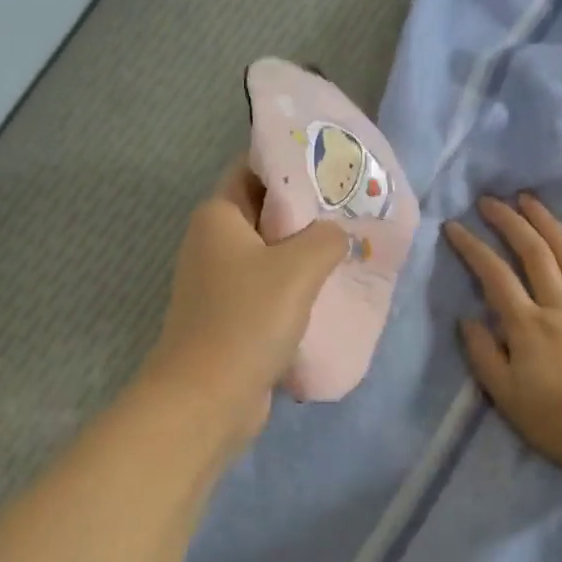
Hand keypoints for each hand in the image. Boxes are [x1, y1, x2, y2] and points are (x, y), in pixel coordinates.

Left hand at [141, 163, 349, 450]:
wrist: (206, 398)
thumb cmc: (247, 319)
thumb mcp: (298, 267)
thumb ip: (326, 237)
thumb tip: (336, 235)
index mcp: (218, 216)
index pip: (254, 168)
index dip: (293, 162)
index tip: (335, 163)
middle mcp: (213, 242)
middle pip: (266, 211)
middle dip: (308, 210)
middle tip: (355, 206)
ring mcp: (220, 283)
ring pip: (271, 254)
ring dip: (306, 252)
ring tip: (352, 245)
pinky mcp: (231, 317)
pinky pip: (269, 288)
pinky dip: (297, 286)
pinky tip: (332, 290)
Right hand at [445, 194, 561, 479]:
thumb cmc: (560, 423)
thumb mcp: (507, 398)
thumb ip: (484, 356)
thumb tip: (467, 319)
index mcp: (527, 326)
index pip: (493, 276)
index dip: (472, 247)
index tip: (453, 225)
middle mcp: (559, 306)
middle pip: (532, 254)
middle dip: (508, 222)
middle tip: (490, 200)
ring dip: (548, 224)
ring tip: (530, 199)